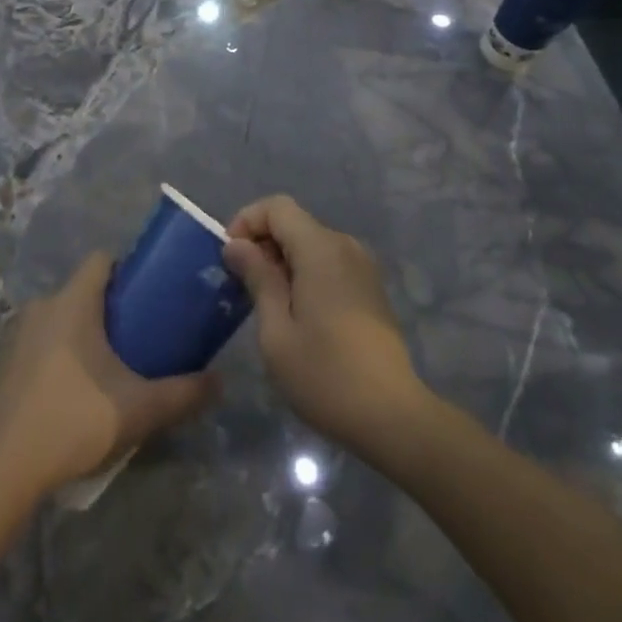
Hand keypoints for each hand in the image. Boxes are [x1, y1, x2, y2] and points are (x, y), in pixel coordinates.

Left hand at [0, 253, 219, 498]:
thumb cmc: (73, 420)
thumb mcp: (140, 409)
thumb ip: (183, 393)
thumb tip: (219, 381)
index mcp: (73, 301)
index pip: (102, 260)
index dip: (127, 270)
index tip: (149, 295)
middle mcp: (41, 307)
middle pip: (81, 291)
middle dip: (108, 309)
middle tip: (137, 338)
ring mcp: (15, 336)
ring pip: (58, 320)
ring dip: (80, 335)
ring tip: (107, 369)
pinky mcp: (0, 367)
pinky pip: (37, 346)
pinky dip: (56, 358)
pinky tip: (70, 395)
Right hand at [222, 195, 431, 460]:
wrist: (392, 415)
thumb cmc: (325, 374)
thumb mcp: (276, 330)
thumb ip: (257, 278)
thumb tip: (237, 245)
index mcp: (320, 248)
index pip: (276, 206)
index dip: (246, 222)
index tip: (230, 259)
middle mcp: (344, 246)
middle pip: (294, 223)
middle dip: (262, 244)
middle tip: (242, 287)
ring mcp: (362, 266)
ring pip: (311, 244)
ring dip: (282, 261)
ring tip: (266, 304)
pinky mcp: (370, 287)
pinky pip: (328, 263)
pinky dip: (305, 273)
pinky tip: (297, 314)